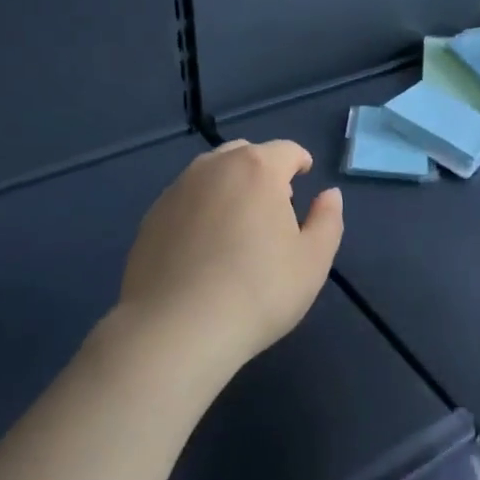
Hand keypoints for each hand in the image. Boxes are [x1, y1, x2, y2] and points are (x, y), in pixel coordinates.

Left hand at [118, 140, 343, 375]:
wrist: (175, 329)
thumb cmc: (258, 291)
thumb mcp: (312, 261)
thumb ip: (327, 220)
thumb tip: (328, 194)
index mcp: (257, 169)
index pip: (286, 150)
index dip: (299, 161)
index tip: (304, 176)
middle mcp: (214, 167)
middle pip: (245, 153)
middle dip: (263, 169)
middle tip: (273, 203)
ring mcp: (177, 190)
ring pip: (211, 173)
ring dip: (229, 185)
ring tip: (237, 222)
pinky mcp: (151, 217)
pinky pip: (185, 199)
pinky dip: (201, 208)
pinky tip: (204, 245)